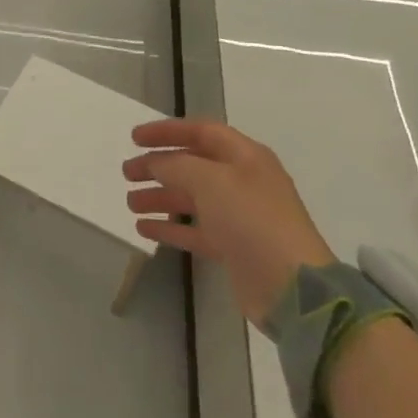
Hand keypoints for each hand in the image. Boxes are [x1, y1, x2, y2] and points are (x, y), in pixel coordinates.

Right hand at [124, 118, 334, 323]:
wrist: (291, 287)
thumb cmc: (251, 219)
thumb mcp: (210, 181)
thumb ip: (176, 165)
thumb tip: (155, 163)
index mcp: (245, 157)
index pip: (201, 131)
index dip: (167, 131)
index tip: (134, 138)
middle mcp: (242, 182)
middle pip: (193, 165)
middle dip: (158, 166)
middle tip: (127, 172)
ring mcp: (238, 216)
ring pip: (191, 199)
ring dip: (160, 196)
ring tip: (129, 202)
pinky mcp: (233, 247)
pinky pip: (194, 230)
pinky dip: (169, 226)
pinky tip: (143, 227)